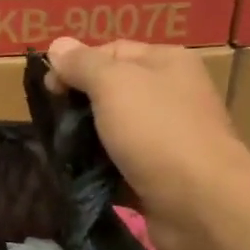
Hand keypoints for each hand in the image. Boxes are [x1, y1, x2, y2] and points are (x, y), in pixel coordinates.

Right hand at [47, 37, 249, 249]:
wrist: (201, 204)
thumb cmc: (157, 132)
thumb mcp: (113, 85)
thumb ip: (83, 64)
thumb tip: (57, 45)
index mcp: (166, 63)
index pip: (111, 51)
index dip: (76, 66)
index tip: (48, 90)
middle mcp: (170, 95)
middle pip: (111, 92)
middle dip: (78, 105)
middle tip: (51, 123)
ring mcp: (166, 138)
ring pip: (112, 131)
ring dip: (85, 141)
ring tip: (57, 151)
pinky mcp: (158, 176)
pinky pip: (119, 166)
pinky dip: (98, 170)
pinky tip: (75, 176)